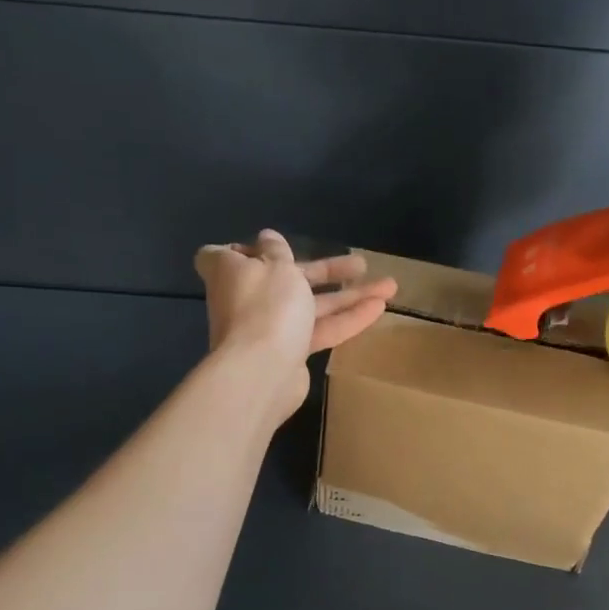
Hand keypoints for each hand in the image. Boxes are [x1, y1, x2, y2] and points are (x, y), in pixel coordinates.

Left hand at [193, 230, 396, 417]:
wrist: (262, 372)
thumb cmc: (265, 305)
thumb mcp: (276, 265)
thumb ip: (277, 250)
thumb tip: (266, 237)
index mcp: (232, 271)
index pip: (219, 256)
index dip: (241, 250)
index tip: (266, 247)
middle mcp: (247, 298)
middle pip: (287, 278)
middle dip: (326, 270)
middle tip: (360, 264)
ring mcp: (269, 328)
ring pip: (311, 306)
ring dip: (349, 295)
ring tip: (389, 286)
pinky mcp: (290, 352)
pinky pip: (319, 330)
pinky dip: (346, 319)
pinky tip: (379, 309)